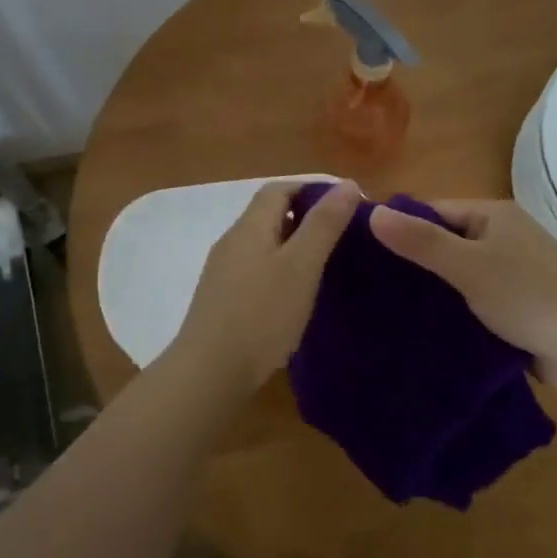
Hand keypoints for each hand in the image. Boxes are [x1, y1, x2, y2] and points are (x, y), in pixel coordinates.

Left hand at [168, 179, 361, 395]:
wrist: (209, 373)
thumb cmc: (260, 315)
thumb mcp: (301, 266)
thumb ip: (324, 224)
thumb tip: (348, 184)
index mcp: (249, 227)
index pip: (279, 189)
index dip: (312, 188)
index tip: (347, 205)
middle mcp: (232, 242)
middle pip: (269, 214)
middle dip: (306, 216)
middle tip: (343, 235)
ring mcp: (223, 272)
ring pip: (264, 243)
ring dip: (294, 244)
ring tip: (326, 263)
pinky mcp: (223, 300)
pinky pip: (256, 269)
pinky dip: (281, 269)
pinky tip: (297, 294)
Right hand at [369, 198, 556, 393]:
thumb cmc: (531, 295)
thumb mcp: (470, 265)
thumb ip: (422, 241)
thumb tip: (372, 212)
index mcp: (492, 217)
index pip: (432, 212)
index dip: (398, 227)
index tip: (359, 251)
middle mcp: (500, 240)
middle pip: (443, 245)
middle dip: (410, 265)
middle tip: (364, 287)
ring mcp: (509, 276)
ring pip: (455, 279)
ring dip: (429, 294)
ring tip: (380, 311)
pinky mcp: (513, 310)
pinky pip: (471, 305)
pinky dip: (449, 315)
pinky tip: (417, 332)